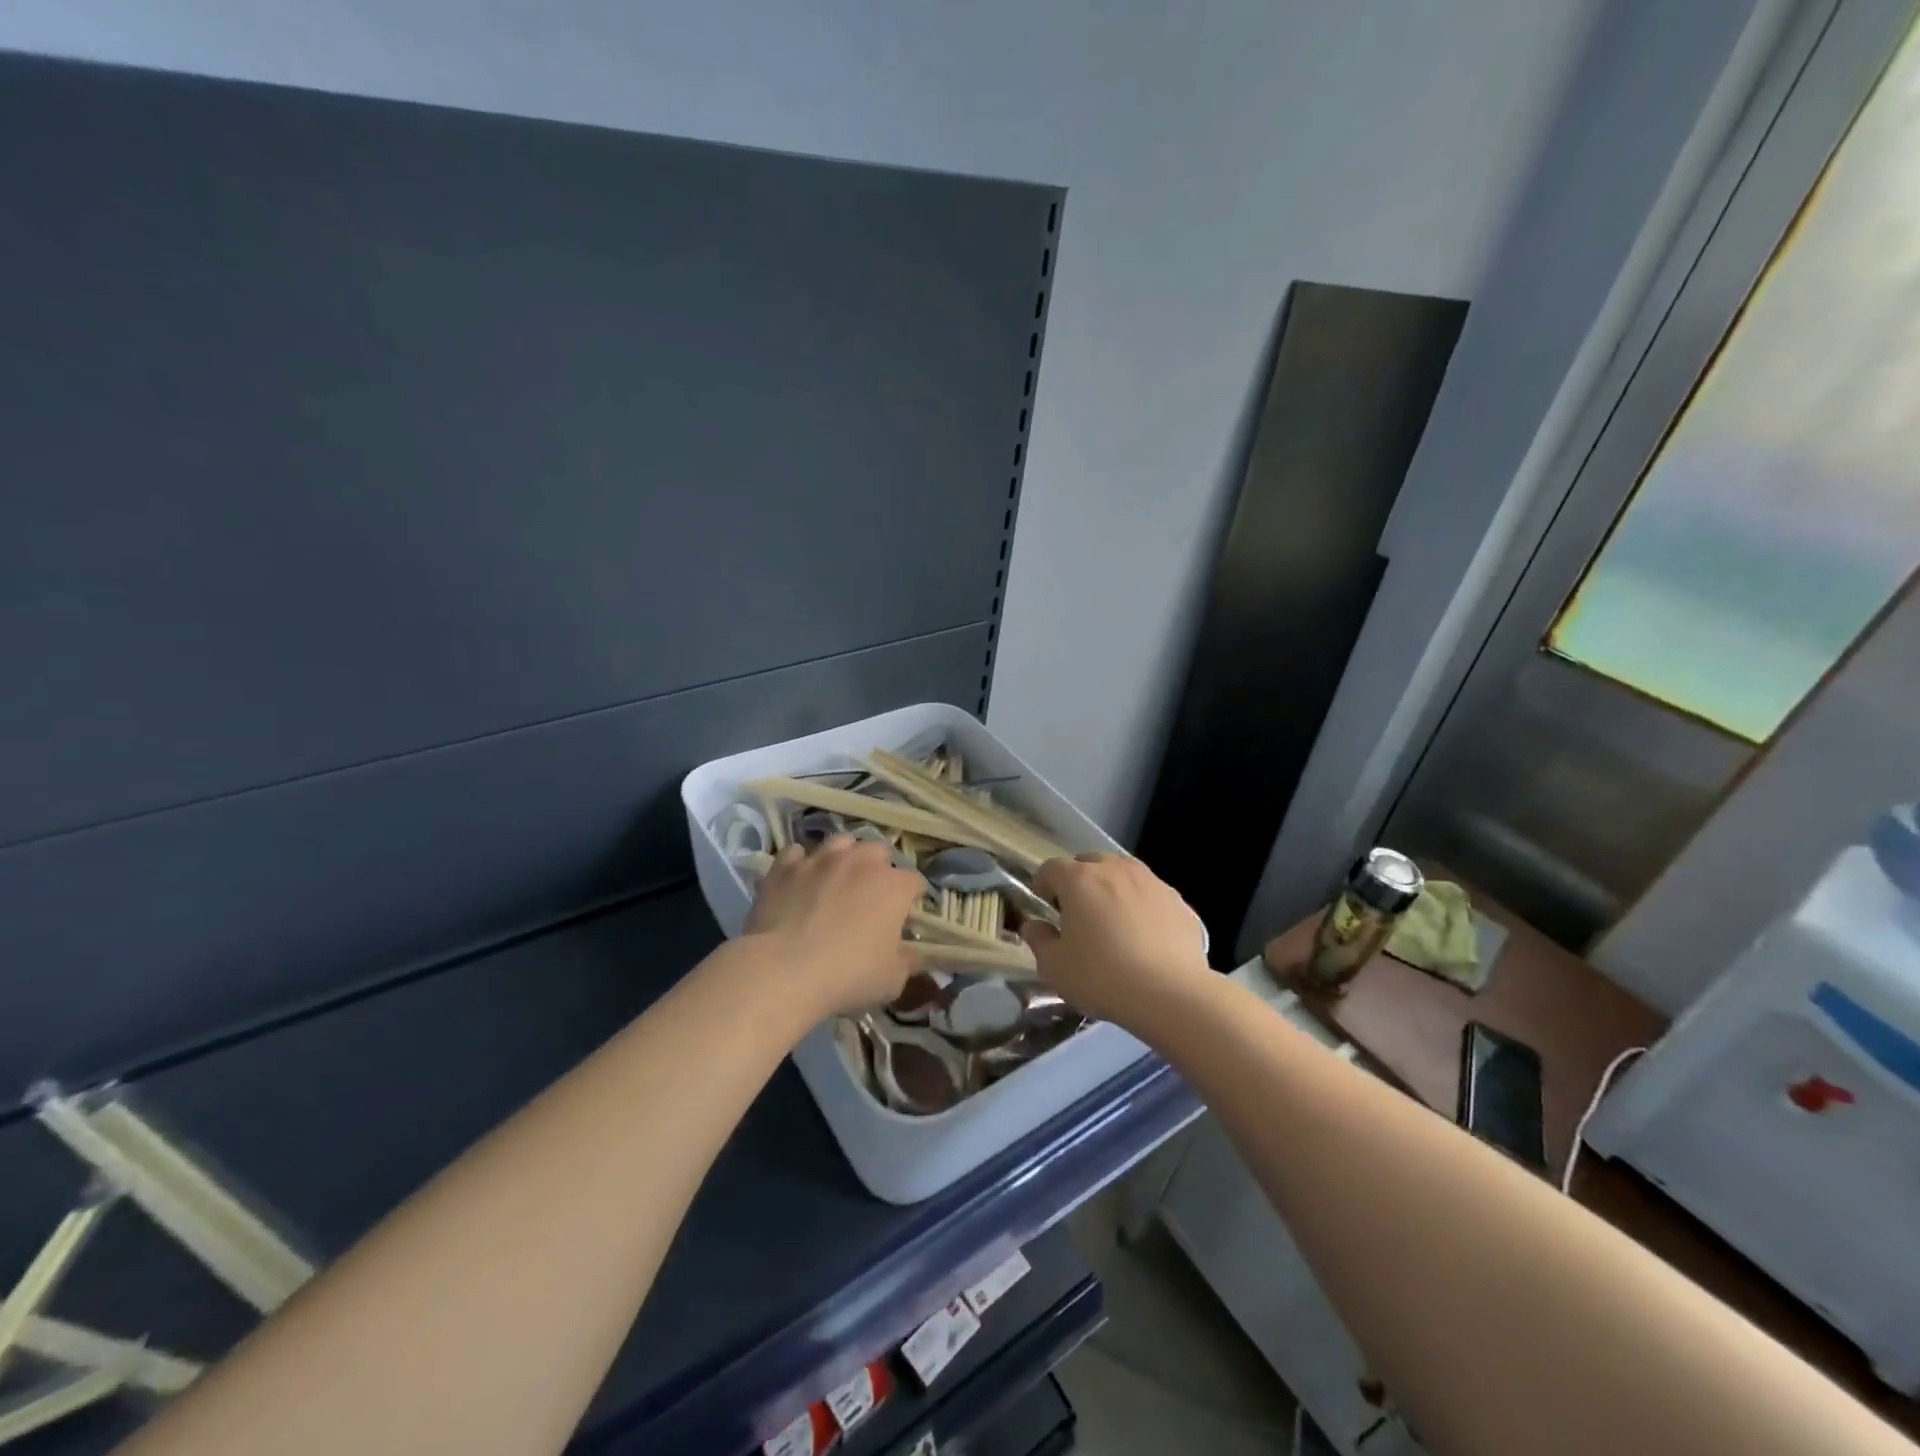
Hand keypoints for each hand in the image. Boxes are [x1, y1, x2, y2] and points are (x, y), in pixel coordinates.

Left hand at [744, 835, 923, 1015]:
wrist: (782, 970)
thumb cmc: (847, 975)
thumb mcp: (892, 980)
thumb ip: (908, 961)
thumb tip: (913, 953)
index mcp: (893, 886)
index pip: (914, 881)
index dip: (911, 897)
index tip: (904, 914)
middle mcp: (860, 861)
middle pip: (878, 851)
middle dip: (879, 867)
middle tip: (870, 894)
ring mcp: (820, 859)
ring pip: (840, 842)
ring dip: (844, 856)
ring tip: (836, 878)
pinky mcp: (785, 866)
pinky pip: (797, 854)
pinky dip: (802, 864)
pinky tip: (800, 881)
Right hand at [1020, 854, 1210, 1026]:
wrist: (1171, 994)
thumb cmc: (1102, 976)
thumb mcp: (1055, 967)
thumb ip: (1039, 940)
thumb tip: (1034, 926)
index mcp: (1079, 879)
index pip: (1051, 868)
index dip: (1043, 884)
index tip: (1044, 904)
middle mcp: (1115, 869)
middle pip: (1090, 862)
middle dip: (1079, 880)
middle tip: (1077, 911)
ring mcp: (1151, 882)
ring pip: (1123, 873)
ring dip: (1112, 887)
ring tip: (1112, 919)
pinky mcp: (1178, 901)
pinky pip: (1150, 894)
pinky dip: (1141, 905)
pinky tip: (1144, 935)